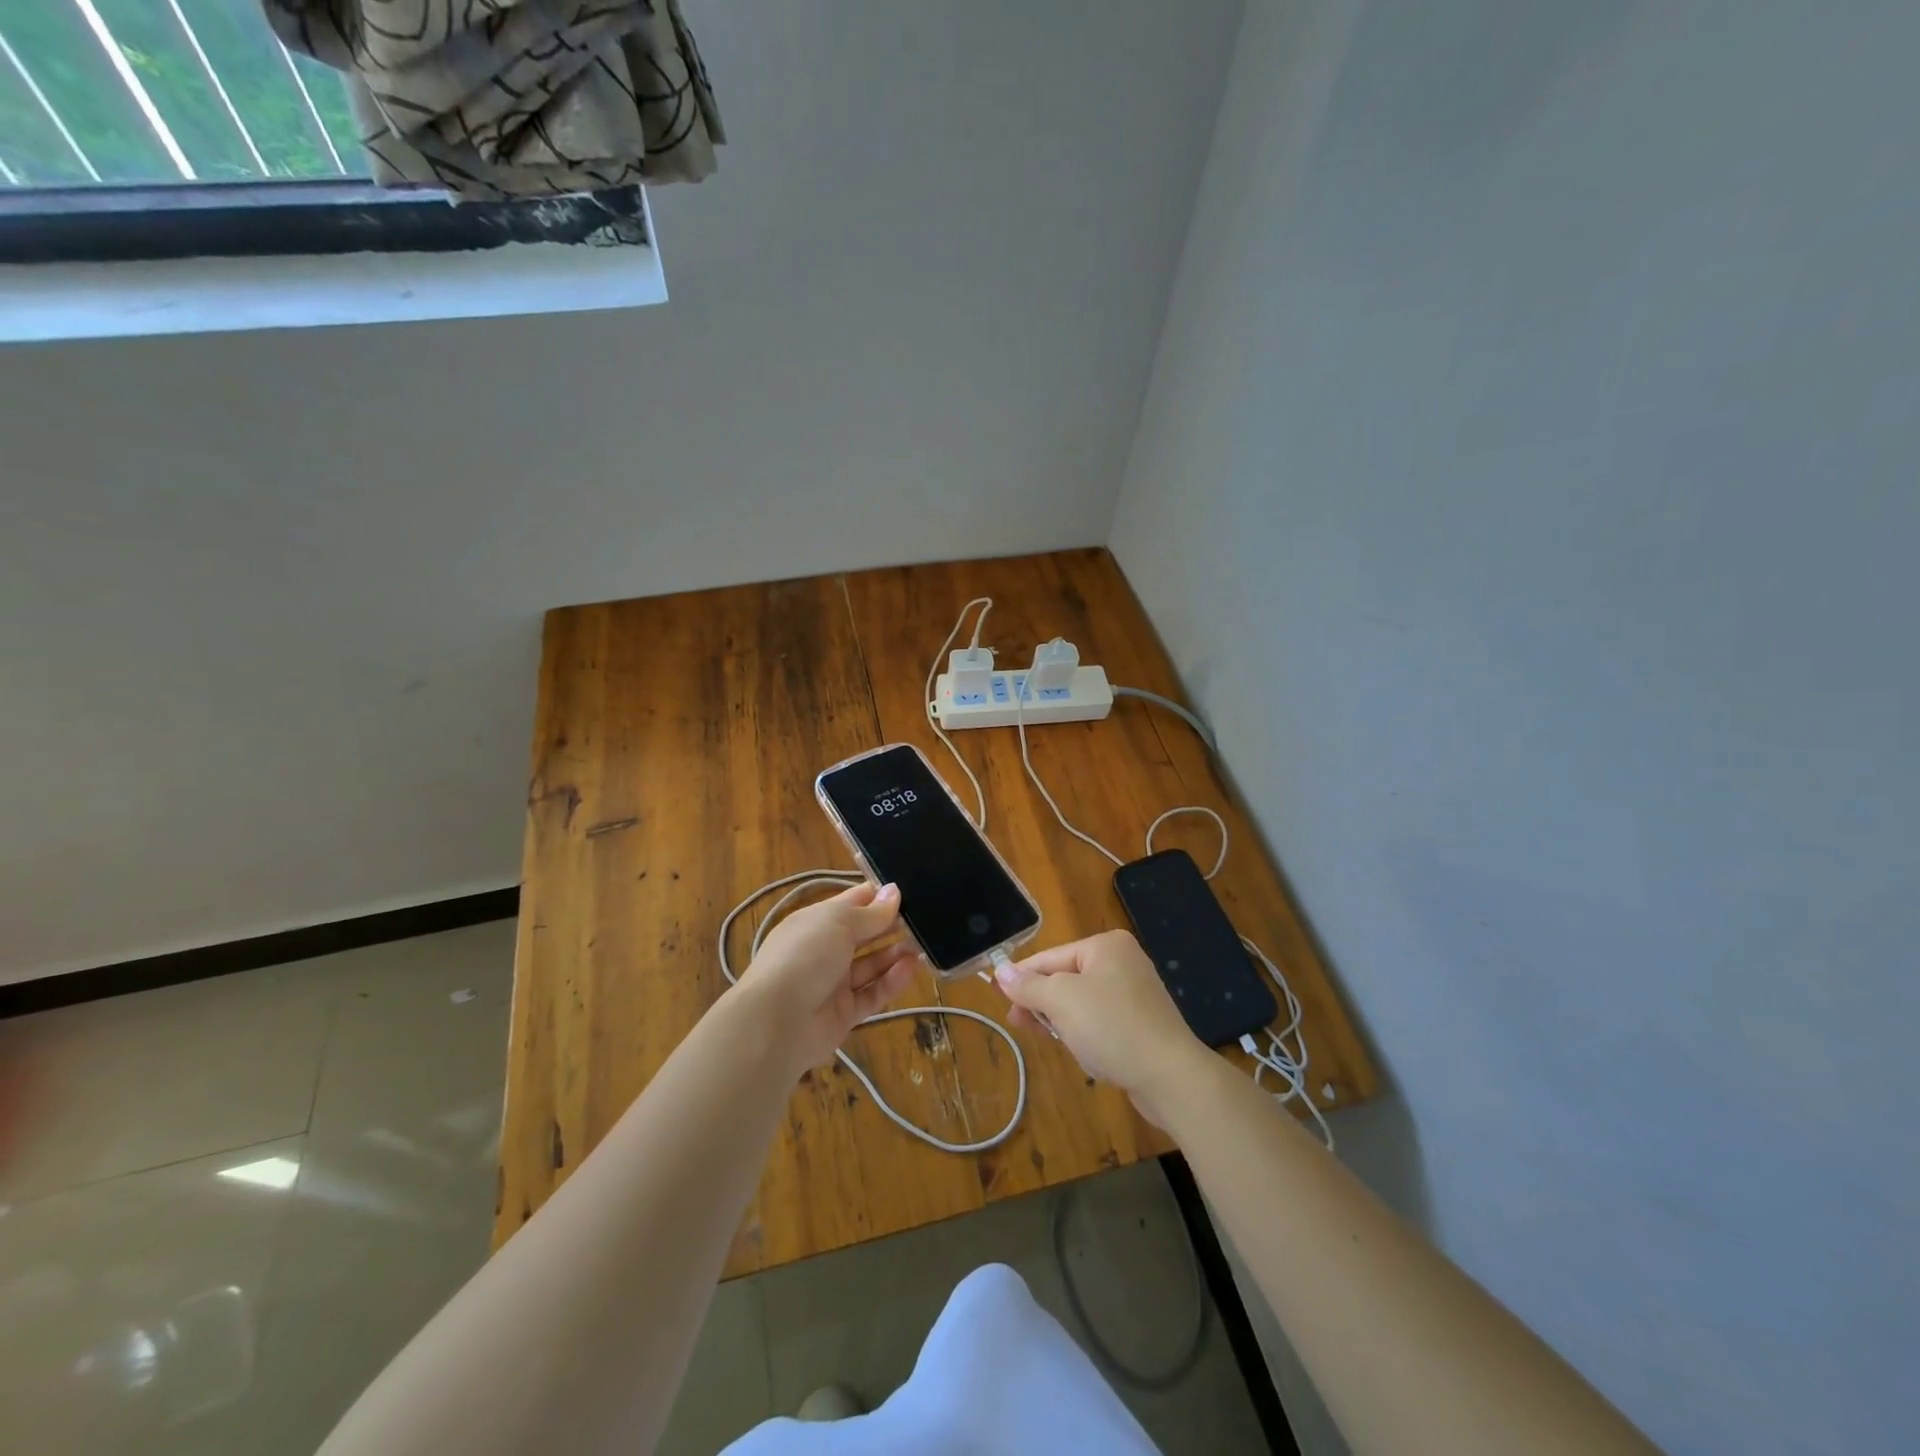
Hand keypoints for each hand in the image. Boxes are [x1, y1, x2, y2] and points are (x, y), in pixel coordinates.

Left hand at [731, 882, 925, 1077]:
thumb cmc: (805, 955)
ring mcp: (833, 982)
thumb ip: (871, 912)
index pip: (851, 902)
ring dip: (895, 953)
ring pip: (871, 964)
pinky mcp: (845, 1012)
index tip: (908, 891)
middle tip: (925, 919)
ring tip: (923, 944)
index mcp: (816, 921)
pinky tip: (913, 968)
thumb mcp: (839, 923)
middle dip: (890, 925)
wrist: (776, 1021)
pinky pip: (873, 992)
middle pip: (863, 934)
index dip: (878, 896)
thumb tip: (895, 891)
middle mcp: (824, 949)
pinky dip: (892, 981)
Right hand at [994, 930, 1208, 1125]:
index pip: (1051, 957)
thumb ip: (1028, 985)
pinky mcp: (1142, 1024)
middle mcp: (1123, 962)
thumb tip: (1000, 971)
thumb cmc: (1111, 1026)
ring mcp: (1135, 993)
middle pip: (1066, 978)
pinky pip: (1101, 1021)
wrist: (1170, 1076)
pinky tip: (1077, 1049)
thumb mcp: (1061, 1000)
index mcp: (1106, 946)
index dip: (1023, 977)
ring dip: (1061, 1019)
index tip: (999, 997)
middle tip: (1016, 1022)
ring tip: (1042, 1037)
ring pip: (1082, 1002)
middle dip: (1041, 1001)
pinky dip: (1085, 1033)